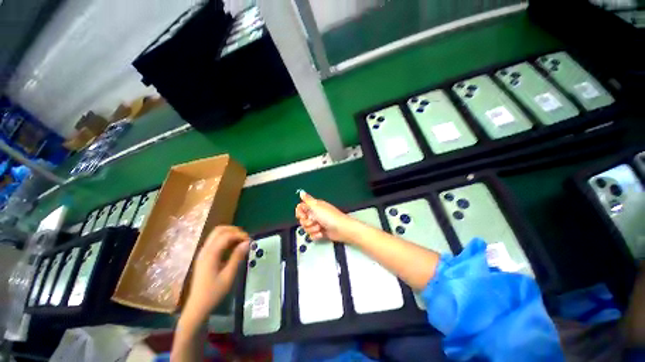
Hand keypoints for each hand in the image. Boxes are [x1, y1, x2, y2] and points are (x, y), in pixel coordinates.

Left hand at [184, 226, 249, 317]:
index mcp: (210, 254)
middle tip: (245, 238)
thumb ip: (237, 257)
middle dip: (234, 230)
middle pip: (219, 230)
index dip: (240, 235)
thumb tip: (247, 243)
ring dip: (230, 233)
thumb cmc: (213, 292)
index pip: (226, 235)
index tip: (250, 240)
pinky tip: (233, 247)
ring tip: (241, 241)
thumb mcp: (229, 275)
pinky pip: (215, 241)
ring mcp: (203, 252)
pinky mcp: (204, 256)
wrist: (197, 306)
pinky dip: (225, 239)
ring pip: (216, 234)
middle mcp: (205, 250)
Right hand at [295, 191, 353, 241]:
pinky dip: (316, 235)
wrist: (341, 229)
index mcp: (314, 206)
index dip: (300, 213)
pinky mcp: (320, 232)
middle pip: (302, 219)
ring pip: (306, 228)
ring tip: (320, 227)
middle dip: (307, 223)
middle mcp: (315, 214)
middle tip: (314, 221)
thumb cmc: (330, 216)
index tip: (304, 215)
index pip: (301, 208)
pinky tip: (321, 233)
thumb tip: (301, 192)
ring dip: (312, 229)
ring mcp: (317, 223)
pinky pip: (311, 235)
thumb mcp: (316, 206)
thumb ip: (307, 200)